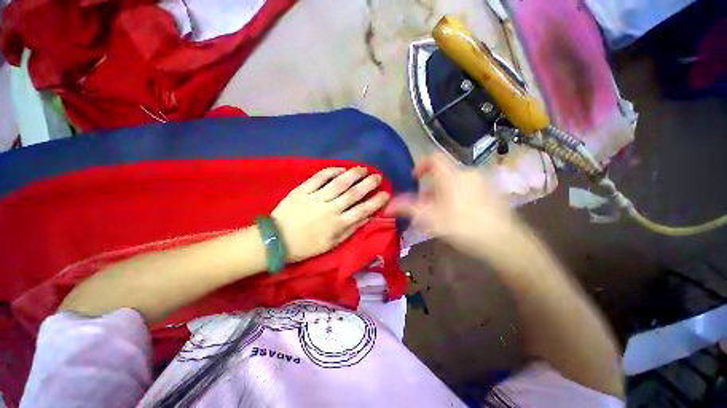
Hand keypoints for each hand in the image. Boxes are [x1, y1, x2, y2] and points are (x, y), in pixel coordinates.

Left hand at [272, 166, 389, 262]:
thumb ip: (351, 230)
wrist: (277, 240)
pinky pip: (319, 177)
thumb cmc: (307, 245)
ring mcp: (316, 198)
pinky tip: (341, 168)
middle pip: (354, 193)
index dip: (376, 201)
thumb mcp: (332, 244)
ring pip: (339, 183)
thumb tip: (367, 217)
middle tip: (378, 176)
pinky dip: (331, 171)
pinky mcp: (303, 190)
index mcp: (338, 225)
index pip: (363, 210)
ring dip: (354, 174)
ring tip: (363, 168)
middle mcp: (330, 209)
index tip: (386, 193)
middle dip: (369, 184)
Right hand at [388, 154, 527, 256]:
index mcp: (451, 176)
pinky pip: (468, 186)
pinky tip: (460, 212)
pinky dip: (458, 194)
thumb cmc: (462, 227)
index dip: (421, 166)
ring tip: (442, 211)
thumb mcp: (430, 219)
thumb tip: (387, 207)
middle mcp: (467, 172)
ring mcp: (482, 181)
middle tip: (427, 205)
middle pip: (443, 173)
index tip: (415, 180)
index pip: (433, 158)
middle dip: (431, 186)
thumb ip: (407, 209)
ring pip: (455, 180)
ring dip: (444, 191)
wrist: (503, 241)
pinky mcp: (492, 190)